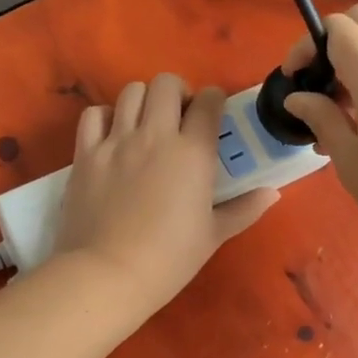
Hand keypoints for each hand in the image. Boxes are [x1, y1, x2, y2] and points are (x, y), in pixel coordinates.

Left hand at [52, 74, 277, 322]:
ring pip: (130, 92)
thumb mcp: (213, 236)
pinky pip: (93, 115)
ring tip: (145, 125)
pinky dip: (104, 117)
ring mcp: (116, 142)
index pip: (209, 101)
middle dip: (177, 92)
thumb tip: (272, 193)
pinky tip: (111, 136)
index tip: (212, 115)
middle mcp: (155, 135)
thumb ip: (244, 209)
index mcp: (193, 153)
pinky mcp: (85, 154)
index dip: (213, 101)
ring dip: (143, 101)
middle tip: (178, 118)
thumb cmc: (169, 259)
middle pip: (166, 83)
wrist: (108, 274)